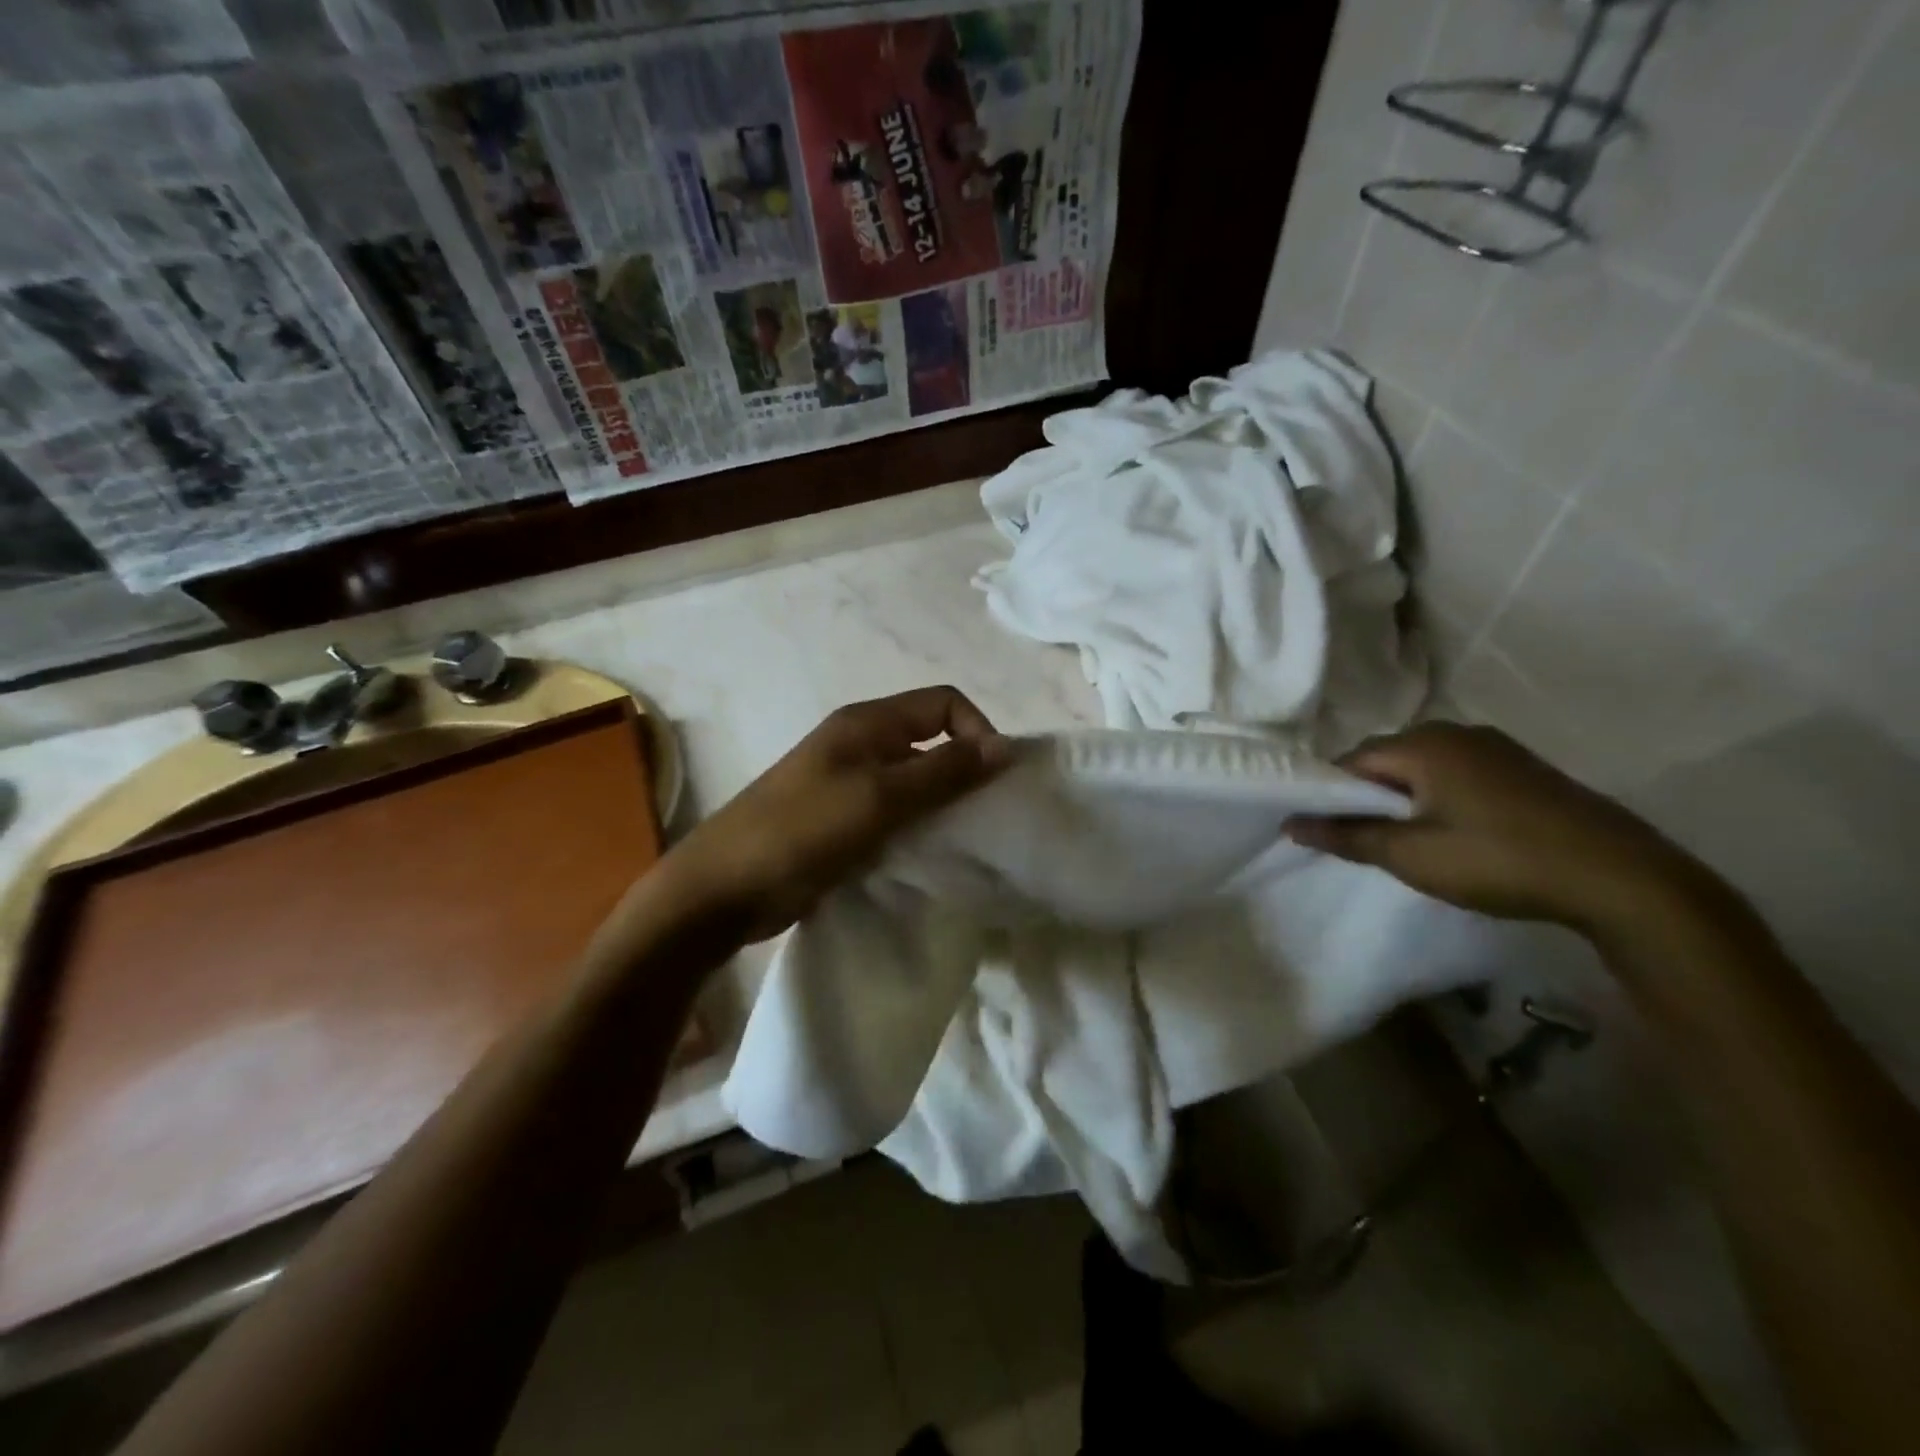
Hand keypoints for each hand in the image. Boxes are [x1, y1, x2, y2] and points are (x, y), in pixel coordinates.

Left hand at [662, 687, 1013, 941]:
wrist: (724, 889)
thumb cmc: (802, 831)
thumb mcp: (880, 798)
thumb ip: (944, 771)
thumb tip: (1005, 746)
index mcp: (867, 723)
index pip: (943, 703)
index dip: (976, 731)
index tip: (992, 781)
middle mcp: (861, 745)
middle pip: (931, 741)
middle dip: (963, 772)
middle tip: (984, 819)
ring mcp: (848, 784)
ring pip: (915, 783)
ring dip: (941, 806)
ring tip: (961, 843)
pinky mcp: (842, 822)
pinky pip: (895, 815)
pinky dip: (917, 829)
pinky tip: (927, 858)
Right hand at [1284, 722, 1712, 934]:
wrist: (1622, 879)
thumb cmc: (1499, 861)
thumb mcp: (1411, 855)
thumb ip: (1346, 836)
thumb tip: (1289, 824)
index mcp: (1423, 744)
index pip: (1351, 760)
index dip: (1330, 794)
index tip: (1325, 829)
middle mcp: (1456, 732)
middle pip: (1387, 759)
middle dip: (1367, 796)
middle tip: (1365, 841)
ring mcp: (1496, 747)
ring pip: (1423, 767)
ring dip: (1404, 798)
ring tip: (1408, 841)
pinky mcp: (1524, 769)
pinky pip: (1457, 774)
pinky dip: (1439, 798)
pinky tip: (1453, 834)